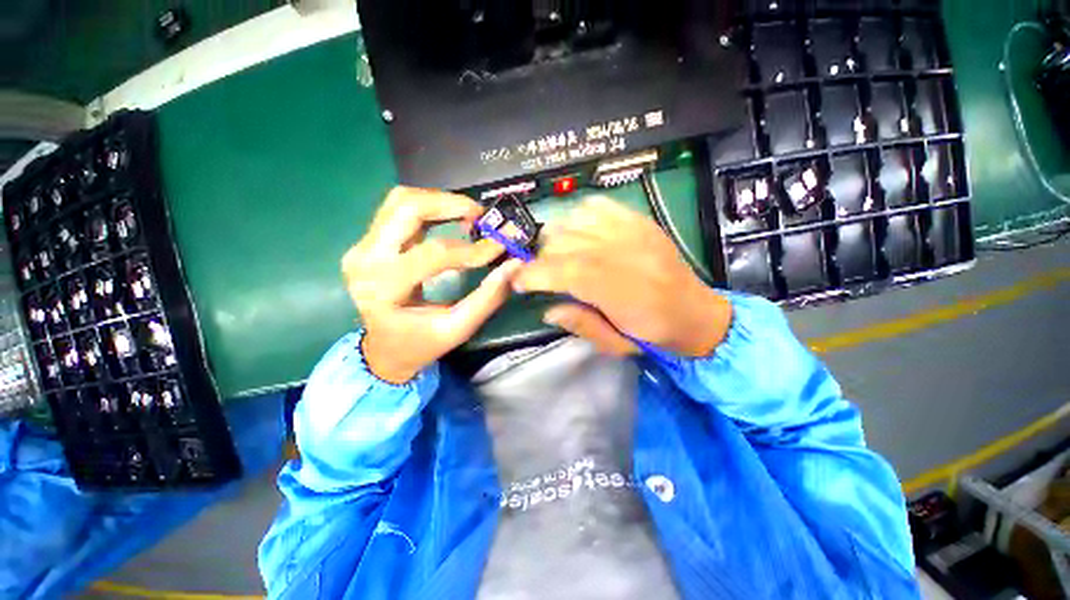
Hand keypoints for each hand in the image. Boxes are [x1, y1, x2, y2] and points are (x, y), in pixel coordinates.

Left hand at [342, 187, 520, 383]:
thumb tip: (513, 264)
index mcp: (384, 288)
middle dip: (451, 204)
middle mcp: (365, 259)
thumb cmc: (421, 343)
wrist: (384, 349)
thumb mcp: (458, 328)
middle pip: (407, 208)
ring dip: (439, 202)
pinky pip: (399, 210)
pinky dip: (430, 208)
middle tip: (482, 216)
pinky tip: (450, 219)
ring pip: (401, 201)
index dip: (471, 249)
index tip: (500, 246)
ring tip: (469, 216)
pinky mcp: (369, 241)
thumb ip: (487, 297)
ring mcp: (362, 246)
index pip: (433, 254)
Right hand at [513, 196, 731, 357]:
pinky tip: (578, 233)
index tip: (517, 281)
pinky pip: (597, 206)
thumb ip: (580, 324)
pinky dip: (578, 216)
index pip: (564, 270)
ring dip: (556, 238)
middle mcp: (623, 253)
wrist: (697, 313)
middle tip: (538, 274)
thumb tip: (547, 308)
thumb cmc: (654, 334)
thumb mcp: (615, 344)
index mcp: (619, 290)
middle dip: (540, 258)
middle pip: (565, 242)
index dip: (534, 273)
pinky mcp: (639, 220)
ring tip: (557, 255)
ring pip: (575, 221)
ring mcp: (632, 231)